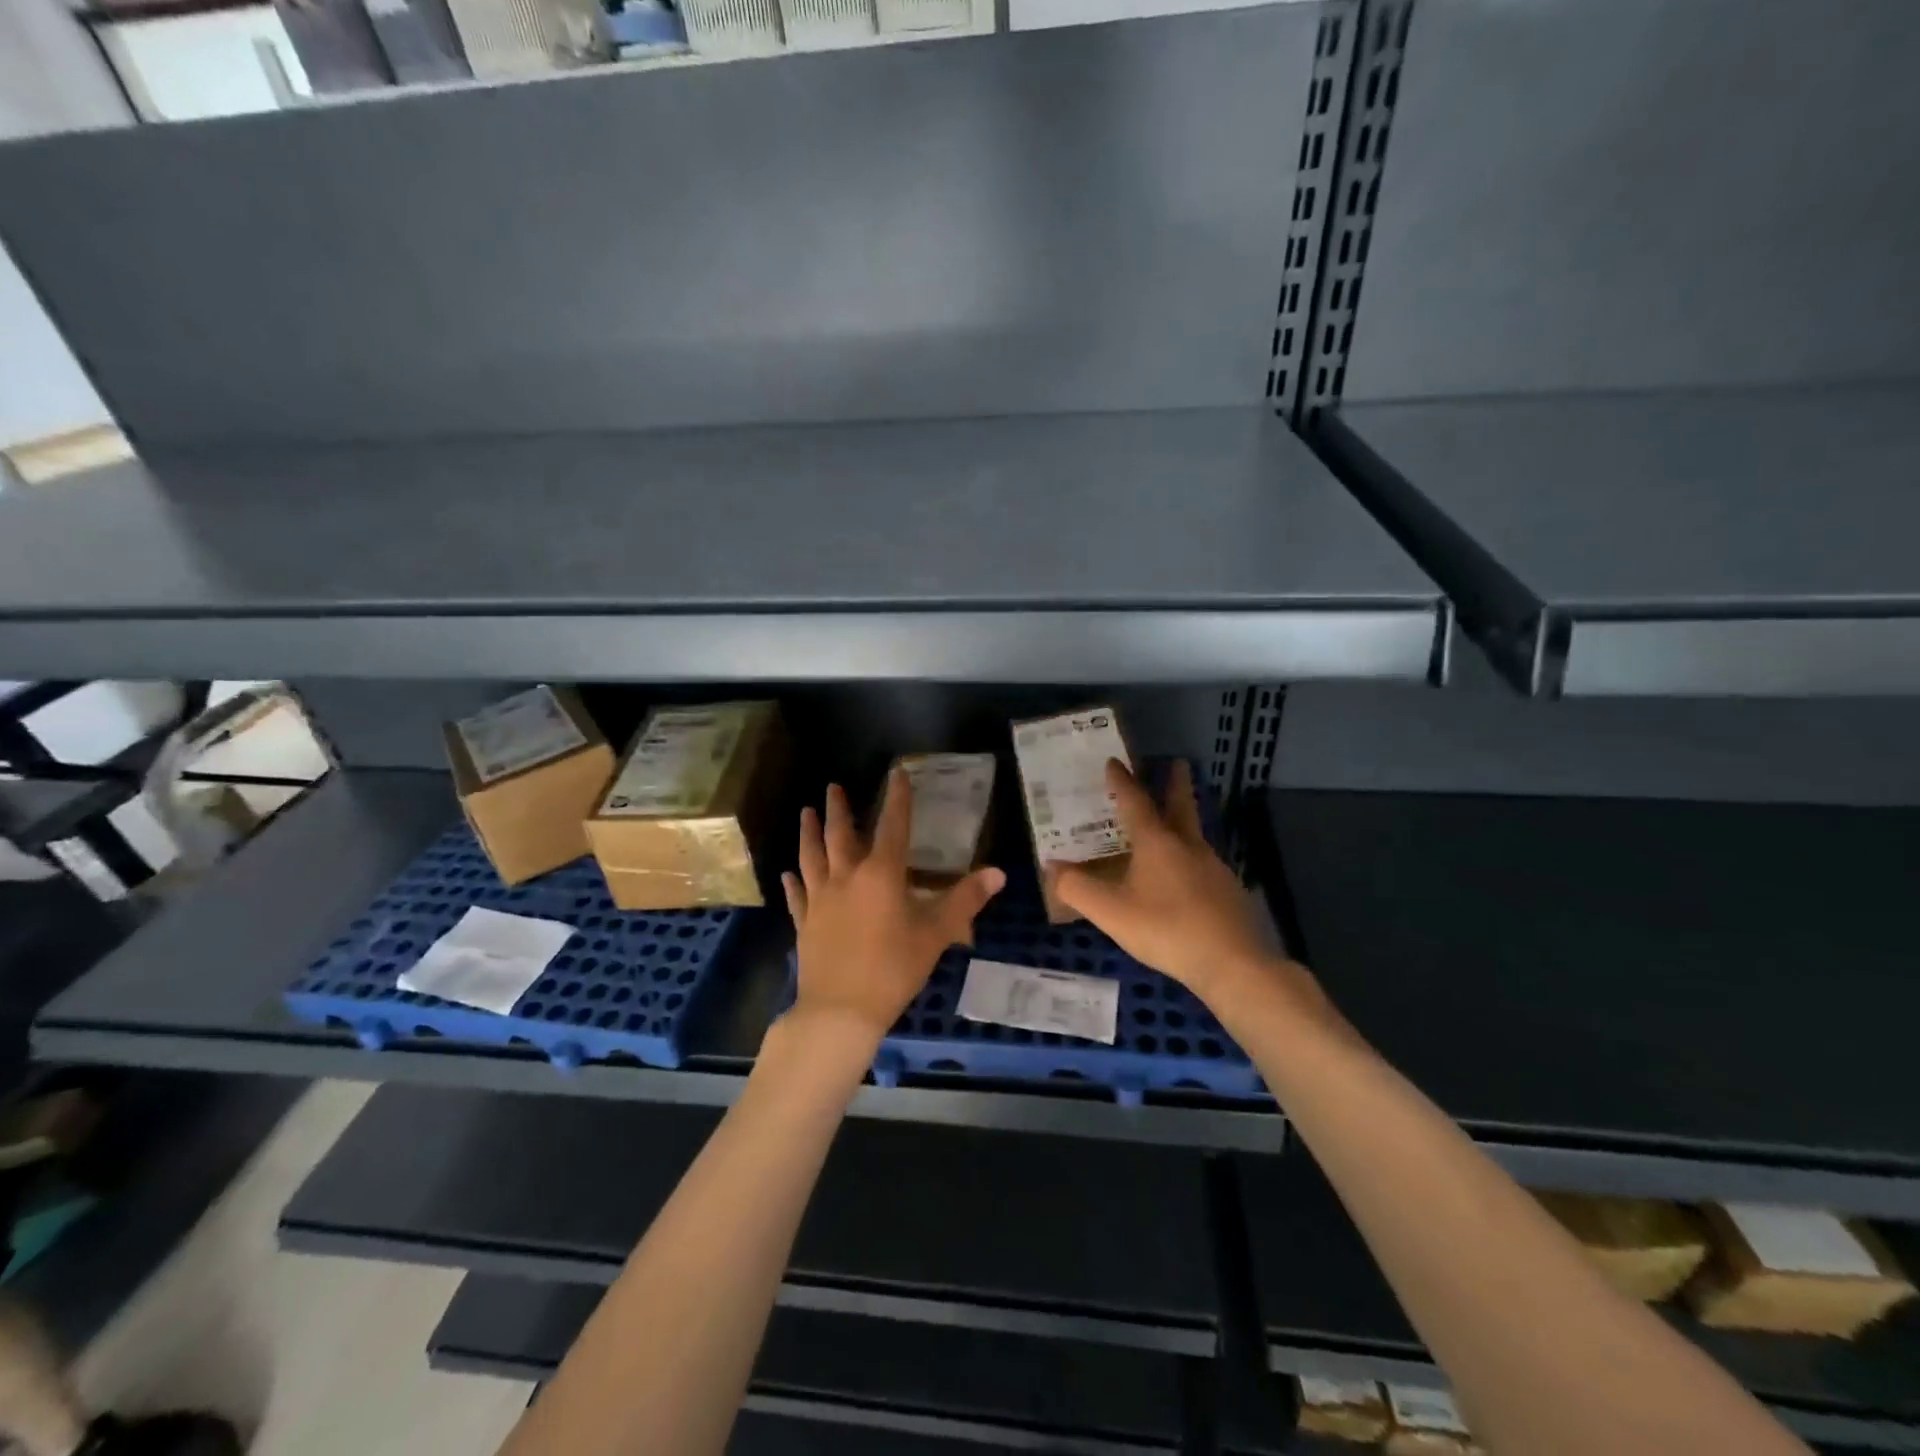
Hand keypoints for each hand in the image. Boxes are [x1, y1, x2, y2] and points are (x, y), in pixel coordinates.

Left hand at [782, 770, 1005, 1045]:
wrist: (840, 1010)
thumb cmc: (893, 969)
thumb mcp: (936, 934)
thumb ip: (965, 900)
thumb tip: (998, 873)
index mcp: (881, 874)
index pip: (892, 826)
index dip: (897, 798)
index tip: (896, 773)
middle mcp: (847, 877)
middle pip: (841, 834)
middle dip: (840, 808)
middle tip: (834, 786)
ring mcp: (820, 899)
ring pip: (812, 856)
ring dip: (810, 832)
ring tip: (807, 812)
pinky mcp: (804, 922)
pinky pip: (797, 895)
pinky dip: (794, 881)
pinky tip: (789, 872)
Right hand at [1049, 760, 1313, 1013]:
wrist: (1233, 963)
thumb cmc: (1166, 929)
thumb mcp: (1111, 912)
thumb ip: (1077, 889)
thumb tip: (1053, 868)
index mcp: (1157, 842)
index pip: (1135, 802)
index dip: (1122, 782)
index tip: (1114, 762)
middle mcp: (1187, 846)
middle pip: (1181, 807)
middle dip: (1176, 784)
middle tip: (1177, 763)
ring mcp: (1213, 868)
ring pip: (1193, 835)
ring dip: (1182, 821)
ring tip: (1171, 823)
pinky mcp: (1228, 892)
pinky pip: (1202, 863)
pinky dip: (1188, 857)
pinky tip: (1184, 876)